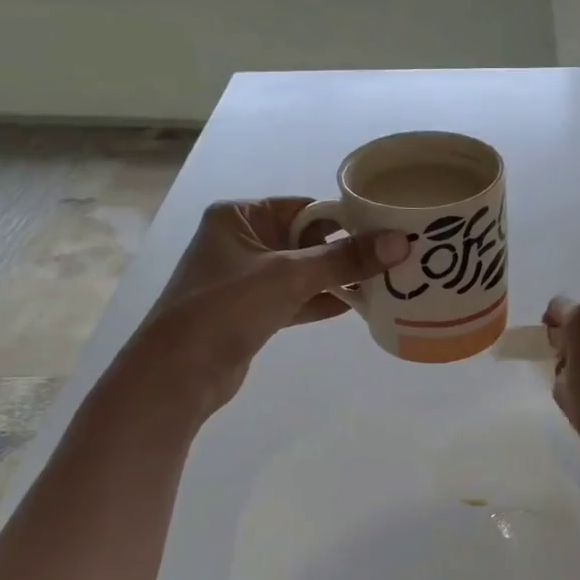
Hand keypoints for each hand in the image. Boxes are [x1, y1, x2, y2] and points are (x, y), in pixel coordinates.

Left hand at [111, 198, 408, 418]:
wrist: (179, 371)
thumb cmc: (227, 307)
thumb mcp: (289, 276)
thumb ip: (344, 259)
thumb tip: (400, 241)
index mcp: (241, 216)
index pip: (305, 208)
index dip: (346, 218)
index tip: (388, 229)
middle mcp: (243, 241)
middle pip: (308, 240)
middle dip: (348, 251)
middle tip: (397, 258)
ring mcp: (248, 279)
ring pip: (305, 272)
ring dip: (340, 279)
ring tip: (388, 283)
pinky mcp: (255, 312)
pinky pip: (299, 299)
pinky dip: (325, 301)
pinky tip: (359, 307)